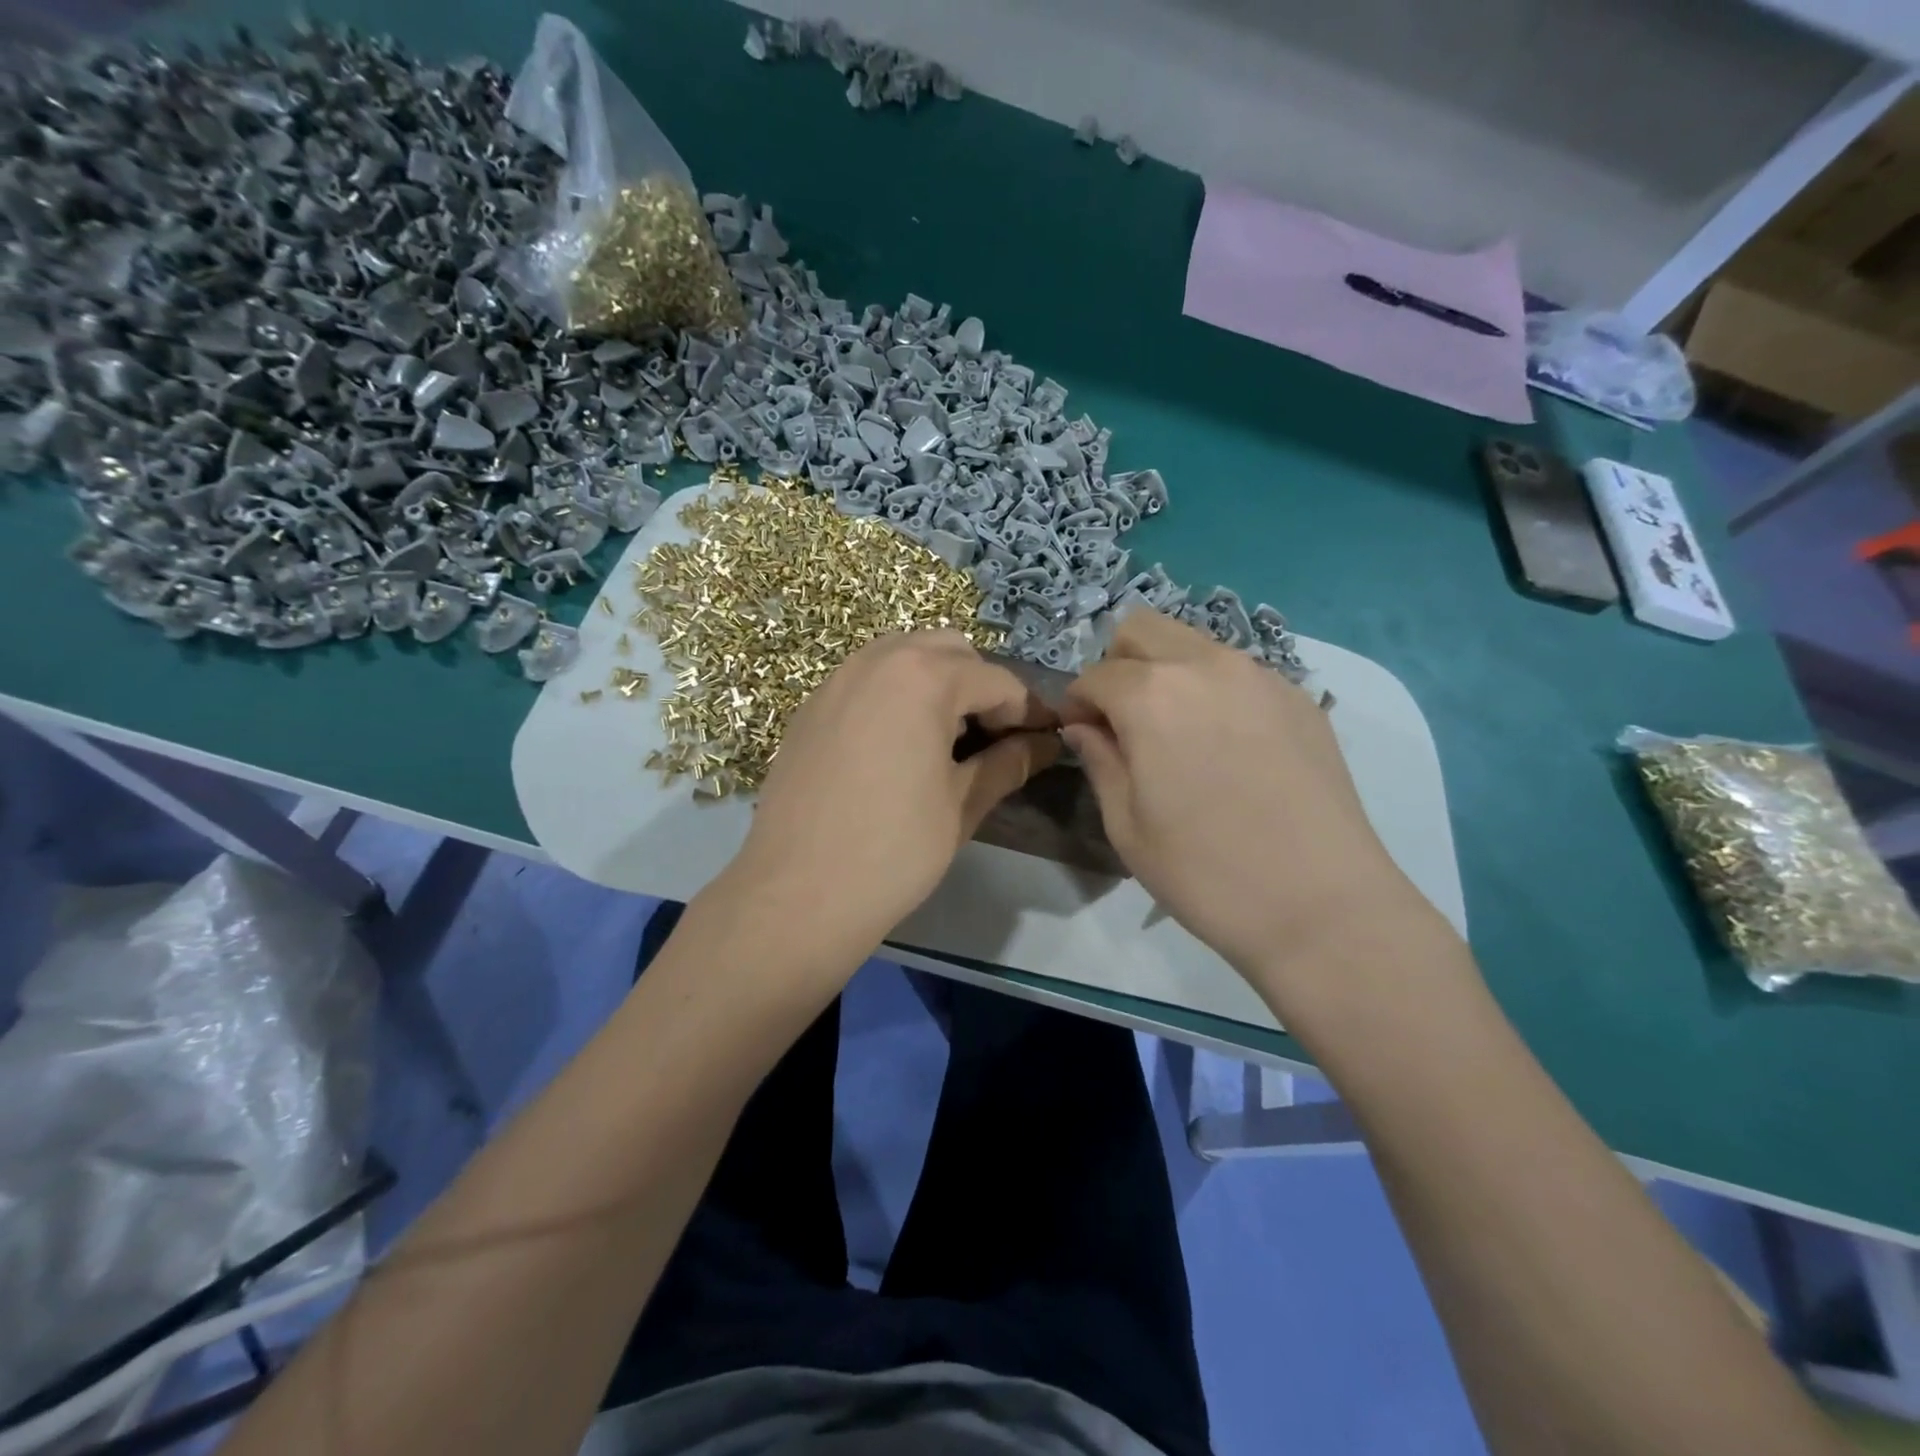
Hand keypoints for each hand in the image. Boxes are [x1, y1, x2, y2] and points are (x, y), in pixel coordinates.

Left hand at [728, 631, 1058, 963]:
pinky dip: (896, 693)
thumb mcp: (962, 804)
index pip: (997, 681)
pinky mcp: (811, 705)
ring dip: (937, 682)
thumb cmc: (894, 850)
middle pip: (950, 651)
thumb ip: (1008, 762)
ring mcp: (837, 679)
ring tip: (946, 738)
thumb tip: (1045, 744)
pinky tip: (898, 744)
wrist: (797, 893)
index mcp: (924, 678)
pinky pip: (867, 679)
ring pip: (904, 656)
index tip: (1045, 741)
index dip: (1028, 712)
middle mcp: (878, 660)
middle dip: (980, 686)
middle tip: (993, 737)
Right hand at [1061, 609, 1437, 996]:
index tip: (1080, 734)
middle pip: (1142, 629)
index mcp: (1151, 695)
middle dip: (1118, 665)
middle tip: (1123, 721)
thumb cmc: (1205, 872)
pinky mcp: (1299, 698)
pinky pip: (1238, 671)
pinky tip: (1228, 747)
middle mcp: (1206, 665)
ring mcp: (1260, 675)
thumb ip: (1100, 760)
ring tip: (1177, 732)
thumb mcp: (1127, 825)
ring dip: (1167, 671)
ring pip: (1193, 643)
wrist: (1322, 905)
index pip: (1094, 675)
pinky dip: (1214, 689)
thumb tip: (1085, 727)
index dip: (1077, 703)